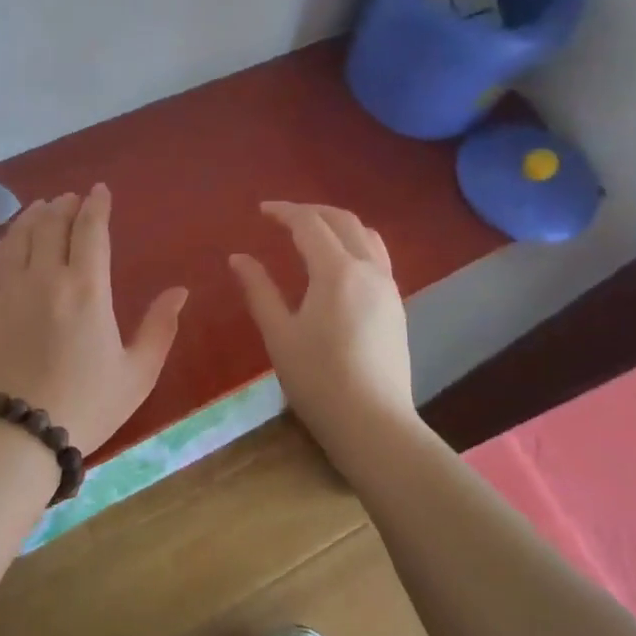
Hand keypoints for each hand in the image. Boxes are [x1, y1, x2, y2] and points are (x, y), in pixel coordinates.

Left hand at [0, 185, 188, 456]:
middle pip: (52, 223)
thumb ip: (160, 327)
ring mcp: (9, 289)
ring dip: (33, 216)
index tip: (100, 191)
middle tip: (71, 198)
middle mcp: (45, 277)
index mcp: (86, 289)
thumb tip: (180, 291)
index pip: (90, 229)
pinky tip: (8, 241)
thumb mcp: (137, 372)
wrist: (19, 435)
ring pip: (19, 235)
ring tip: (42, 208)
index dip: (96, 205)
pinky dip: (1, 242)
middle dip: (64, 205)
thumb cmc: (87, 404)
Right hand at [229, 202, 414, 451]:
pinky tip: (337, 264)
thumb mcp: (279, 334)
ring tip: (312, 232)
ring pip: (367, 236)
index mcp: (337, 271)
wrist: (373, 424)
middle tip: (283, 216)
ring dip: (337, 224)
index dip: (284, 212)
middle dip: (312, 212)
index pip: (309, 224)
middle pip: (343, 221)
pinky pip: (377, 257)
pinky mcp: (396, 306)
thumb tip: (238, 258)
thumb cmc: (318, 380)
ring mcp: (388, 287)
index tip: (262, 210)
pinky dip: (355, 244)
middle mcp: (368, 269)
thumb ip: (259, 290)